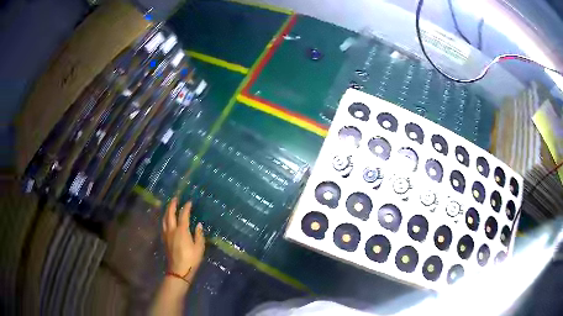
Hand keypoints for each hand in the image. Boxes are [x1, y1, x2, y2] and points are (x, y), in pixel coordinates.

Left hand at [162, 198, 204, 281]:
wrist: (178, 271)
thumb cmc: (191, 260)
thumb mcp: (199, 248)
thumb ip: (199, 235)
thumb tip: (198, 225)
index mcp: (182, 231)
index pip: (183, 215)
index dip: (186, 207)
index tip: (189, 202)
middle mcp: (172, 230)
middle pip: (170, 214)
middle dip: (172, 205)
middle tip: (175, 198)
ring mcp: (166, 234)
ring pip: (164, 219)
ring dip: (167, 211)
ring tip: (170, 206)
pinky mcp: (164, 239)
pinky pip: (163, 225)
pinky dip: (165, 219)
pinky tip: (167, 220)